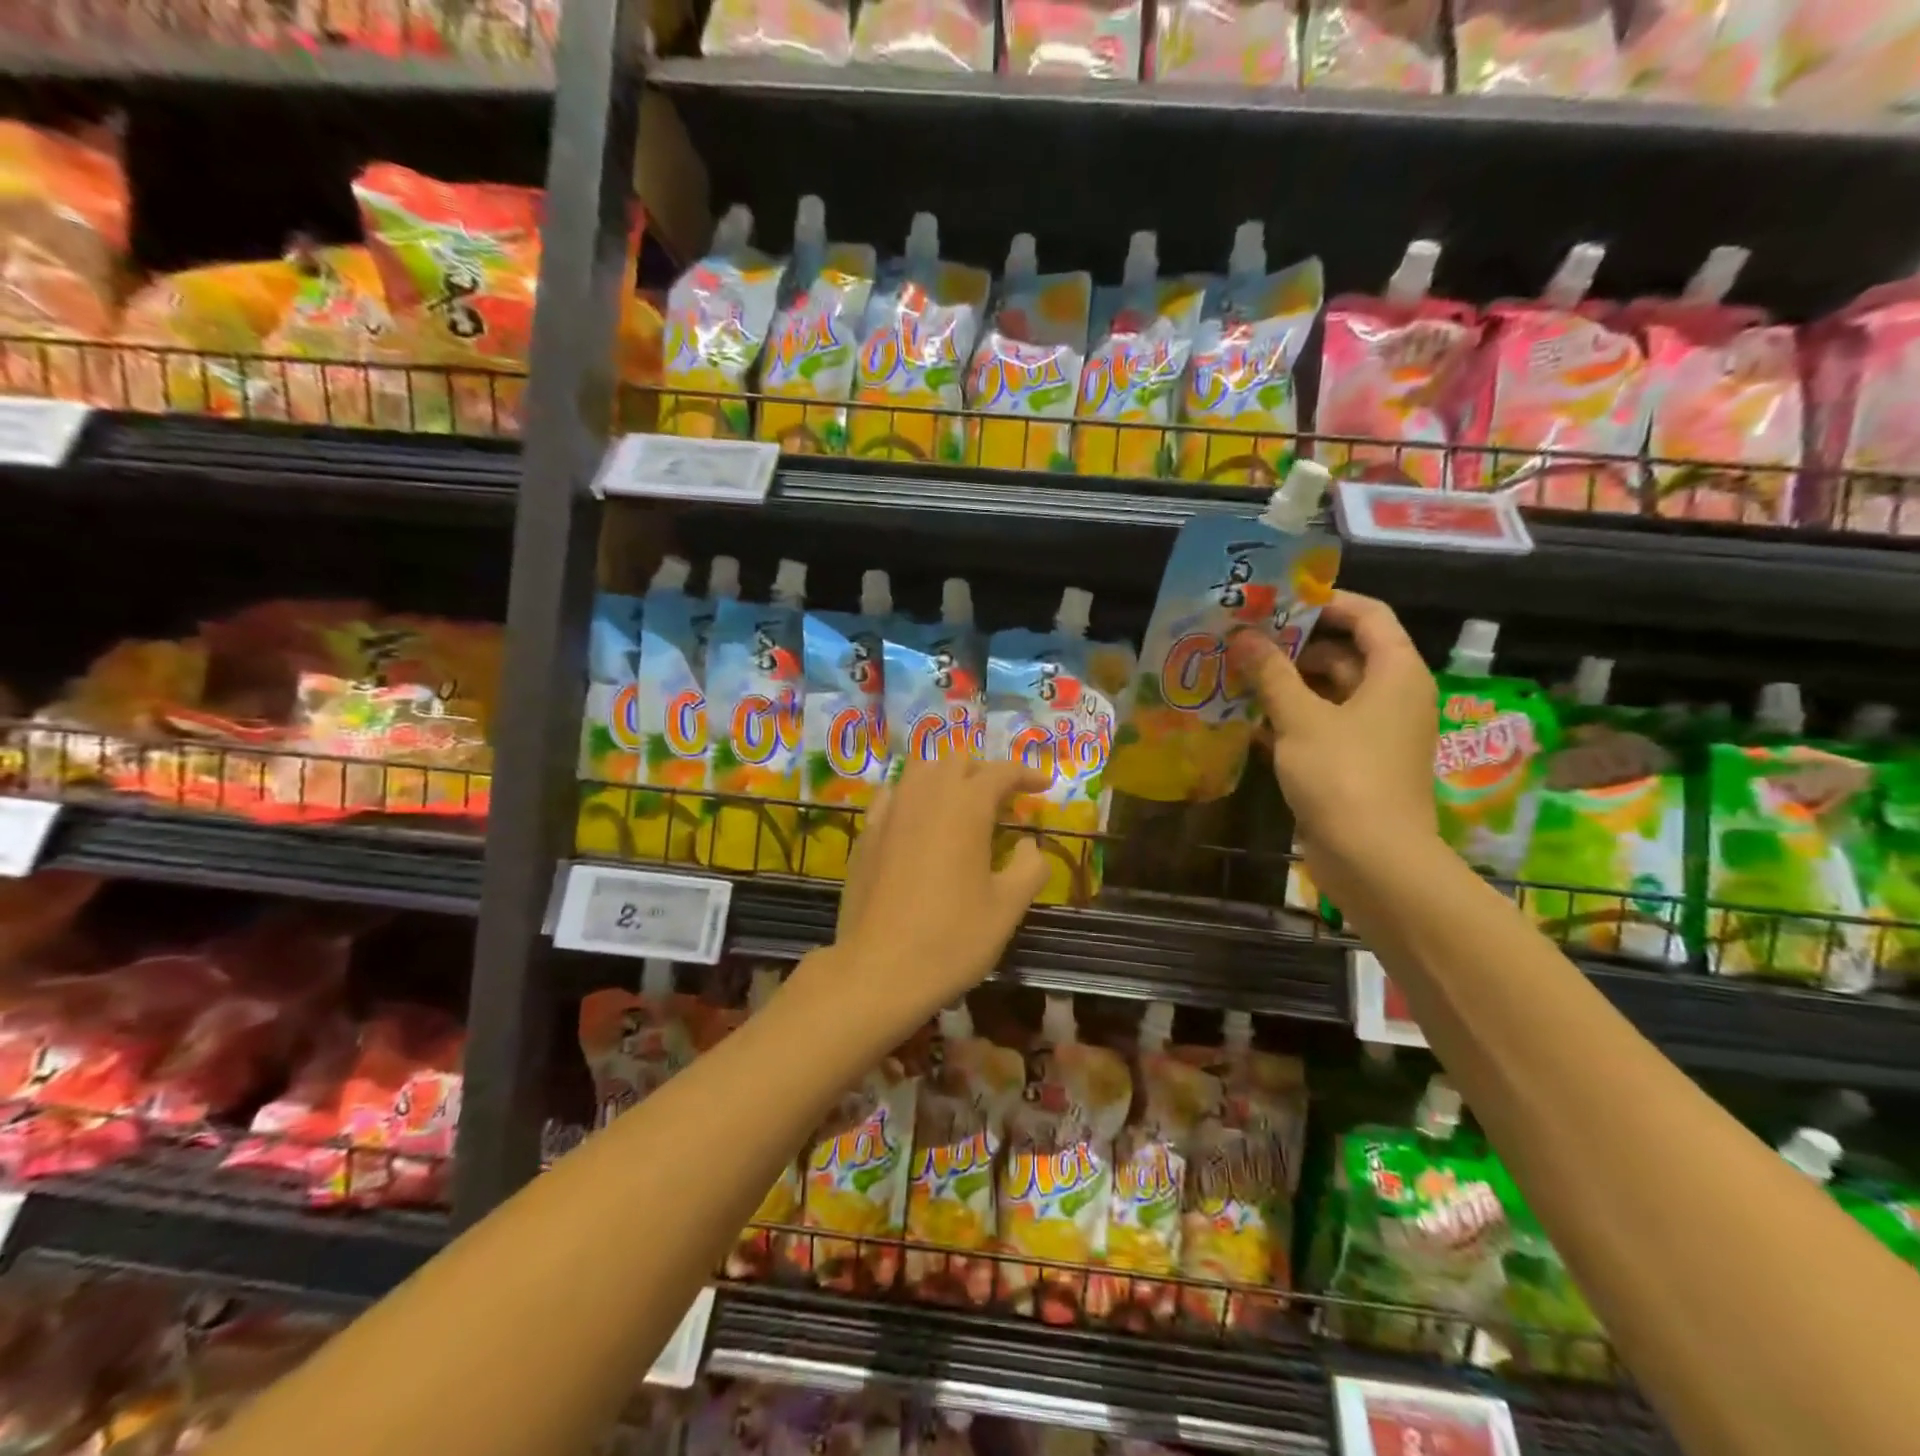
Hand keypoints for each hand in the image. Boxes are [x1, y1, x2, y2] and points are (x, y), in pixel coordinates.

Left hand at [814, 754, 1050, 1038]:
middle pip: (957, 761)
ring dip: (946, 777)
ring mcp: (890, 812)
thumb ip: (1029, 868)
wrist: (878, 970)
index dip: (1026, 774)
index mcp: (966, 806)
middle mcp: (926, 796)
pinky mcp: (866, 834)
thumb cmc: (951, 938)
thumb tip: (1029, 846)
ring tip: (962, 805)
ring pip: (920, 771)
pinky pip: (893, 796)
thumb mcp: (1007, 908)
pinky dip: (913, 797)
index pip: (1000, 772)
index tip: (1044, 786)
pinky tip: (918, 822)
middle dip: (984, 771)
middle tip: (1003, 799)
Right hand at [1228, 591, 1439, 908]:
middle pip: (1345, 653)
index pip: (1369, 616)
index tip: (1277, 602)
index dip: (1326, 602)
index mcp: (1396, 673)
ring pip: (1330, 693)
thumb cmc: (1343, 775)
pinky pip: (1323, 727)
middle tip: (1244, 641)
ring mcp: (1376, 733)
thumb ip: (1271, 673)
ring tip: (1237, 676)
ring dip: (1287, 684)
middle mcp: (1393, 696)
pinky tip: (1247, 721)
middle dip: (1294, 646)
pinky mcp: (1357, 764)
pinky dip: (1290, 720)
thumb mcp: (1301, 718)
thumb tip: (1244, 636)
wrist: (1373, 859)